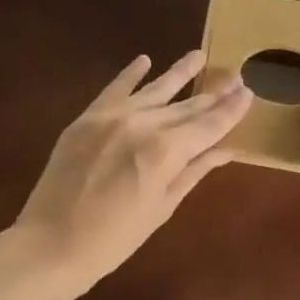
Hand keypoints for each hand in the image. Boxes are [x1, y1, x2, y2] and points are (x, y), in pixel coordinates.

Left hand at [13, 50, 251, 294]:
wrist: (50, 245)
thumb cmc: (115, 238)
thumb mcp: (162, 207)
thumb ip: (193, 171)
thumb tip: (226, 149)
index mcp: (165, 151)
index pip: (209, 124)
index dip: (231, 109)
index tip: (249, 91)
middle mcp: (143, 124)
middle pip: (187, 105)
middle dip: (213, 92)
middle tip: (235, 76)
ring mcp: (112, 116)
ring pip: (155, 89)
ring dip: (179, 72)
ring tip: (200, 55)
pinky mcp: (87, 118)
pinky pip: (114, 88)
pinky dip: (131, 73)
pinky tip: (145, 59)